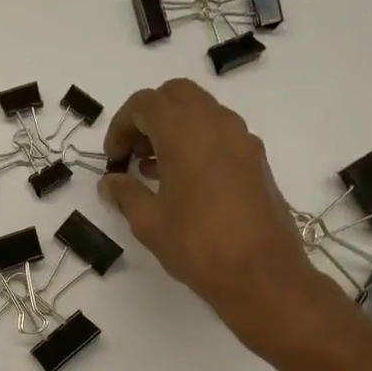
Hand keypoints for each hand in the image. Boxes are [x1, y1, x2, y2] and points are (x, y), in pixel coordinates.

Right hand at [101, 78, 345, 357]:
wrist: (261, 274)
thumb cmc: (198, 245)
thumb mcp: (149, 222)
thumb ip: (125, 194)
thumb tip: (110, 182)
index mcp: (186, 131)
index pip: (145, 104)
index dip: (121, 126)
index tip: (113, 160)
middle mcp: (217, 124)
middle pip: (175, 96)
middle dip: (148, 118)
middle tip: (132, 154)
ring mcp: (242, 140)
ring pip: (200, 112)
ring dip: (172, 130)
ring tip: (153, 171)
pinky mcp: (255, 160)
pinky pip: (219, 134)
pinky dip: (195, 143)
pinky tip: (182, 182)